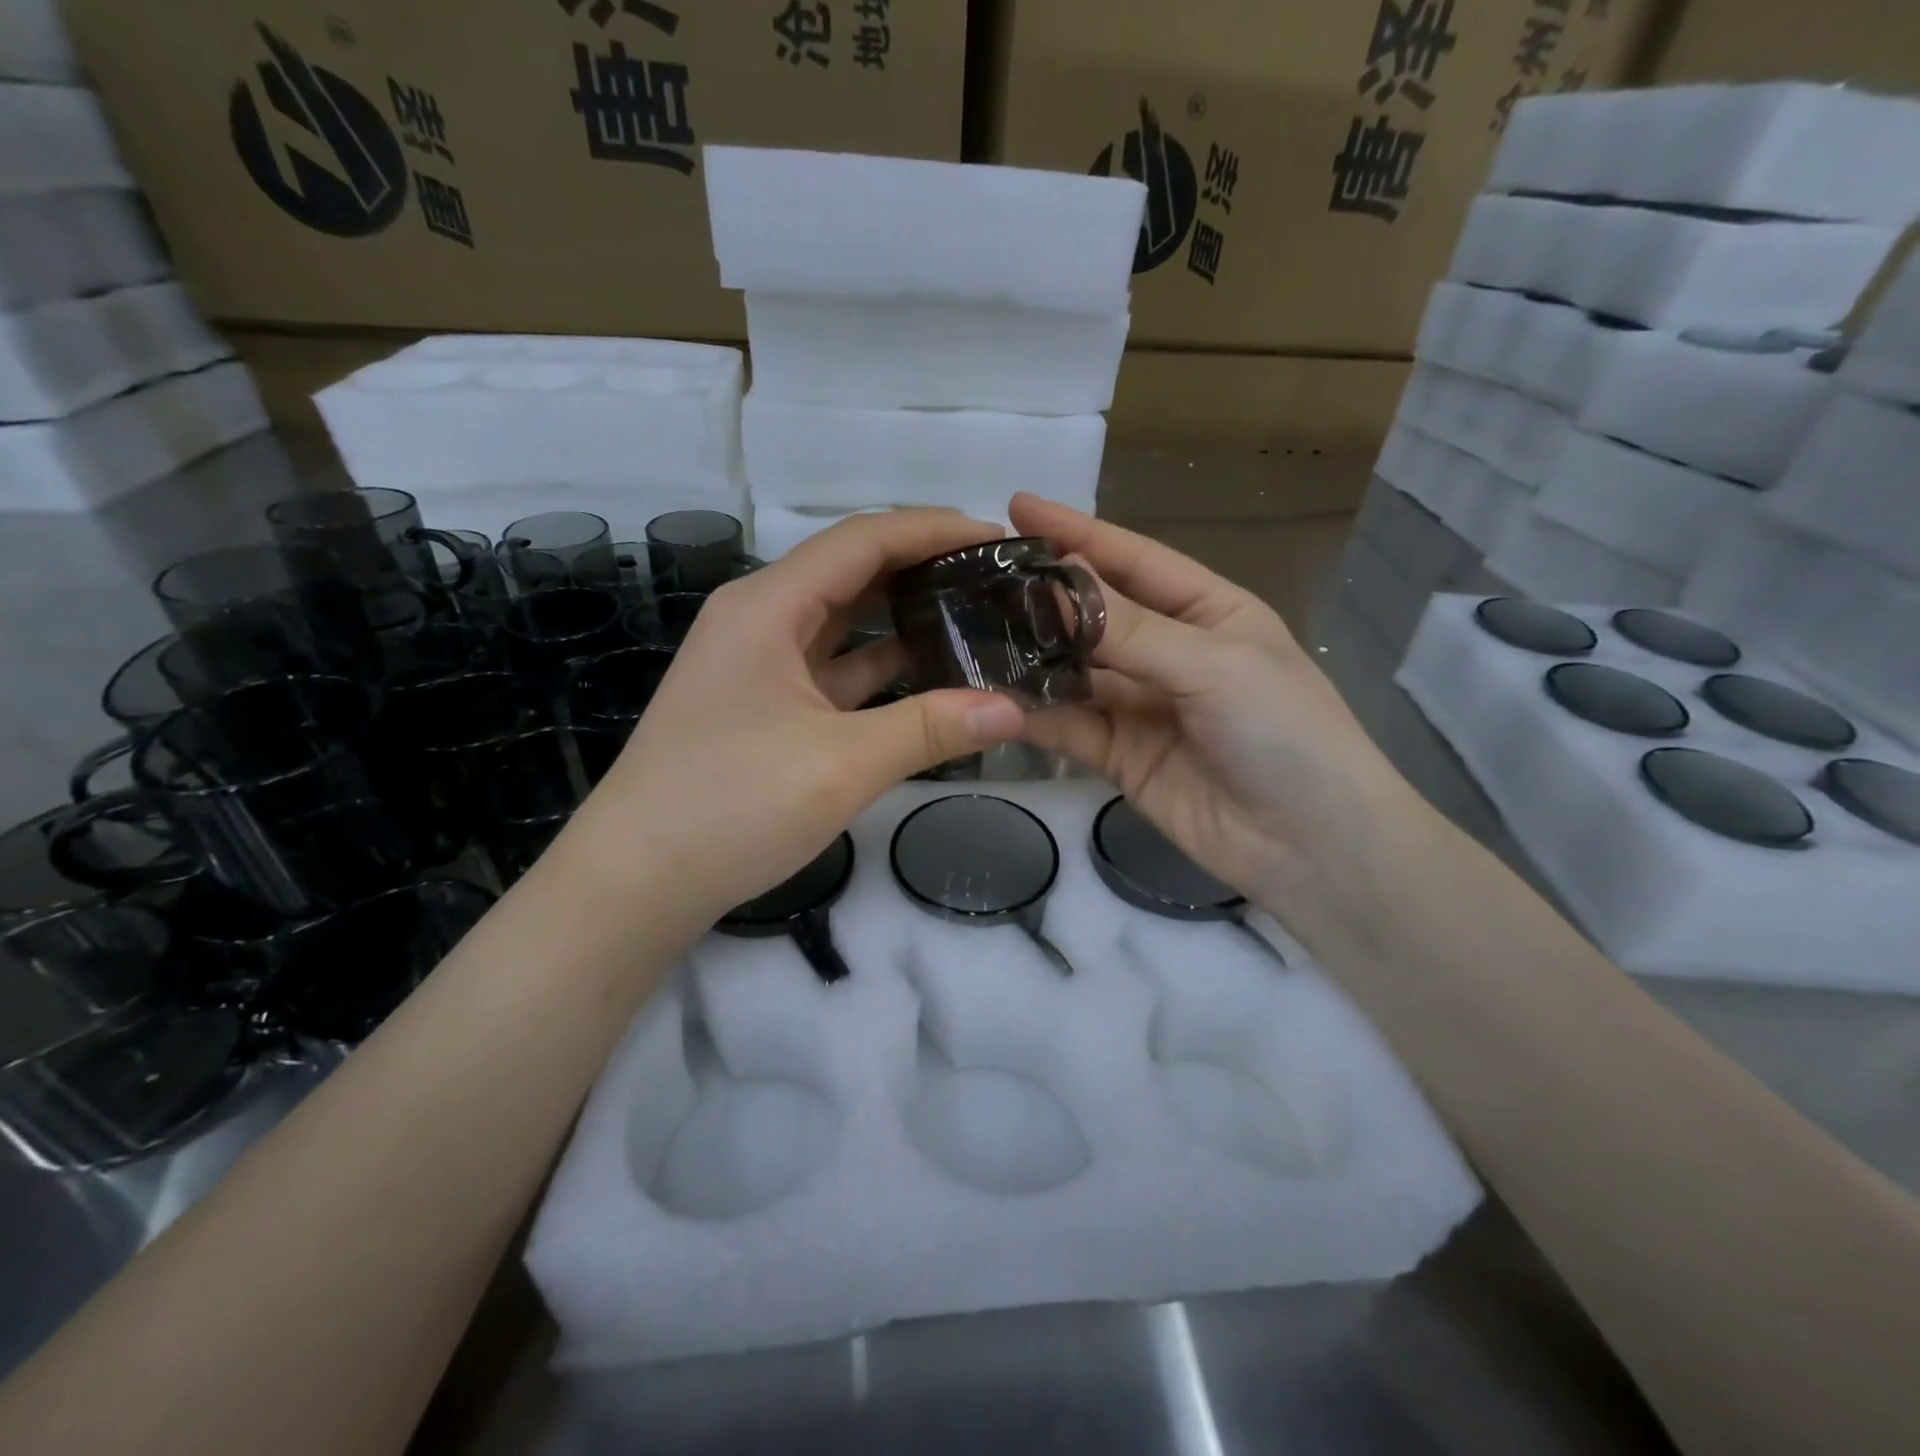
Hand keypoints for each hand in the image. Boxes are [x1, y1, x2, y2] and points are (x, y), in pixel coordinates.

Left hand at [558, 511, 1026, 934]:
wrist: (636, 881)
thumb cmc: (731, 806)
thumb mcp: (842, 764)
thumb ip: (931, 729)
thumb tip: (1013, 708)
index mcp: (767, 607)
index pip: (862, 541)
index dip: (931, 529)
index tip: (995, 535)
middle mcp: (759, 619)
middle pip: (851, 572)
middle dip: (923, 567)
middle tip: (994, 577)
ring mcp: (758, 664)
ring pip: (842, 622)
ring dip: (902, 616)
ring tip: (974, 616)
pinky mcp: (763, 705)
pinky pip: (831, 668)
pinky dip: (878, 665)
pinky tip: (927, 673)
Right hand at [1008, 494, 1432, 935]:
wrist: (1311, 846)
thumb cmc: (1284, 732)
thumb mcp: (1212, 663)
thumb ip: (1129, 628)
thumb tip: (1051, 584)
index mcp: (1208, 611)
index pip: (1133, 560)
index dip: (1077, 533)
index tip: (1016, 508)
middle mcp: (1170, 652)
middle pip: (1094, 615)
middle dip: (1040, 597)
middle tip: (974, 577)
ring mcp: (1142, 706)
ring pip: (1073, 671)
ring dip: (1028, 656)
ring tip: (967, 633)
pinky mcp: (1119, 756)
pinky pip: (1068, 725)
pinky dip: (1033, 712)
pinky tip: (991, 696)